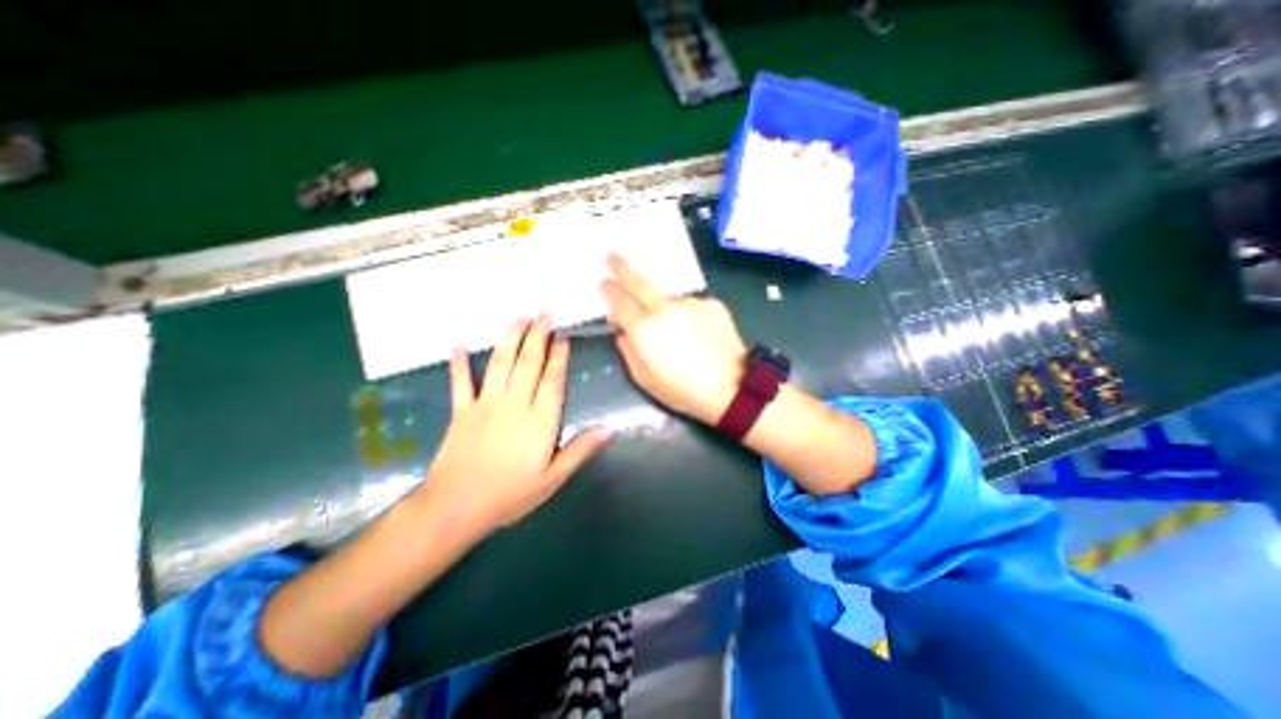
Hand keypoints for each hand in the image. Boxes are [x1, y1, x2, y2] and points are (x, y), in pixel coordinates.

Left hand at [419, 314, 611, 532]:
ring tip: (519, 318)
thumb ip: (581, 450)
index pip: (552, 380)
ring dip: (510, 339)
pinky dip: (460, 364)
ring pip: (500, 364)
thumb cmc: (510, 496)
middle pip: (527, 363)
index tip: (563, 337)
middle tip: (544, 313)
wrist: (455, 510)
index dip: (558, 357)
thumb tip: (610, 429)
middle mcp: (513, 405)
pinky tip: (459, 345)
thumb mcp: (553, 479)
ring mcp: (485, 405)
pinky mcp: (461, 412)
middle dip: (537, 336)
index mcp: (539, 421)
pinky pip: (460, 383)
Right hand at [603, 253, 753, 424]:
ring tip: (677, 335)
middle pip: (639, 282)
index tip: (603, 283)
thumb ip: (627, 349)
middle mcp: (665, 308)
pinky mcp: (711, 304)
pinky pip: (691, 306)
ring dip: (664, 308)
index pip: (619, 301)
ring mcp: (690, 303)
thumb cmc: (683, 390)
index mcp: (644, 329)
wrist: (731, 388)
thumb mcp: (644, 378)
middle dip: (621, 267)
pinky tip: (698, 335)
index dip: (608, 290)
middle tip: (611, 256)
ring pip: (668, 299)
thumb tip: (623, 329)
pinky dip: (688, 316)